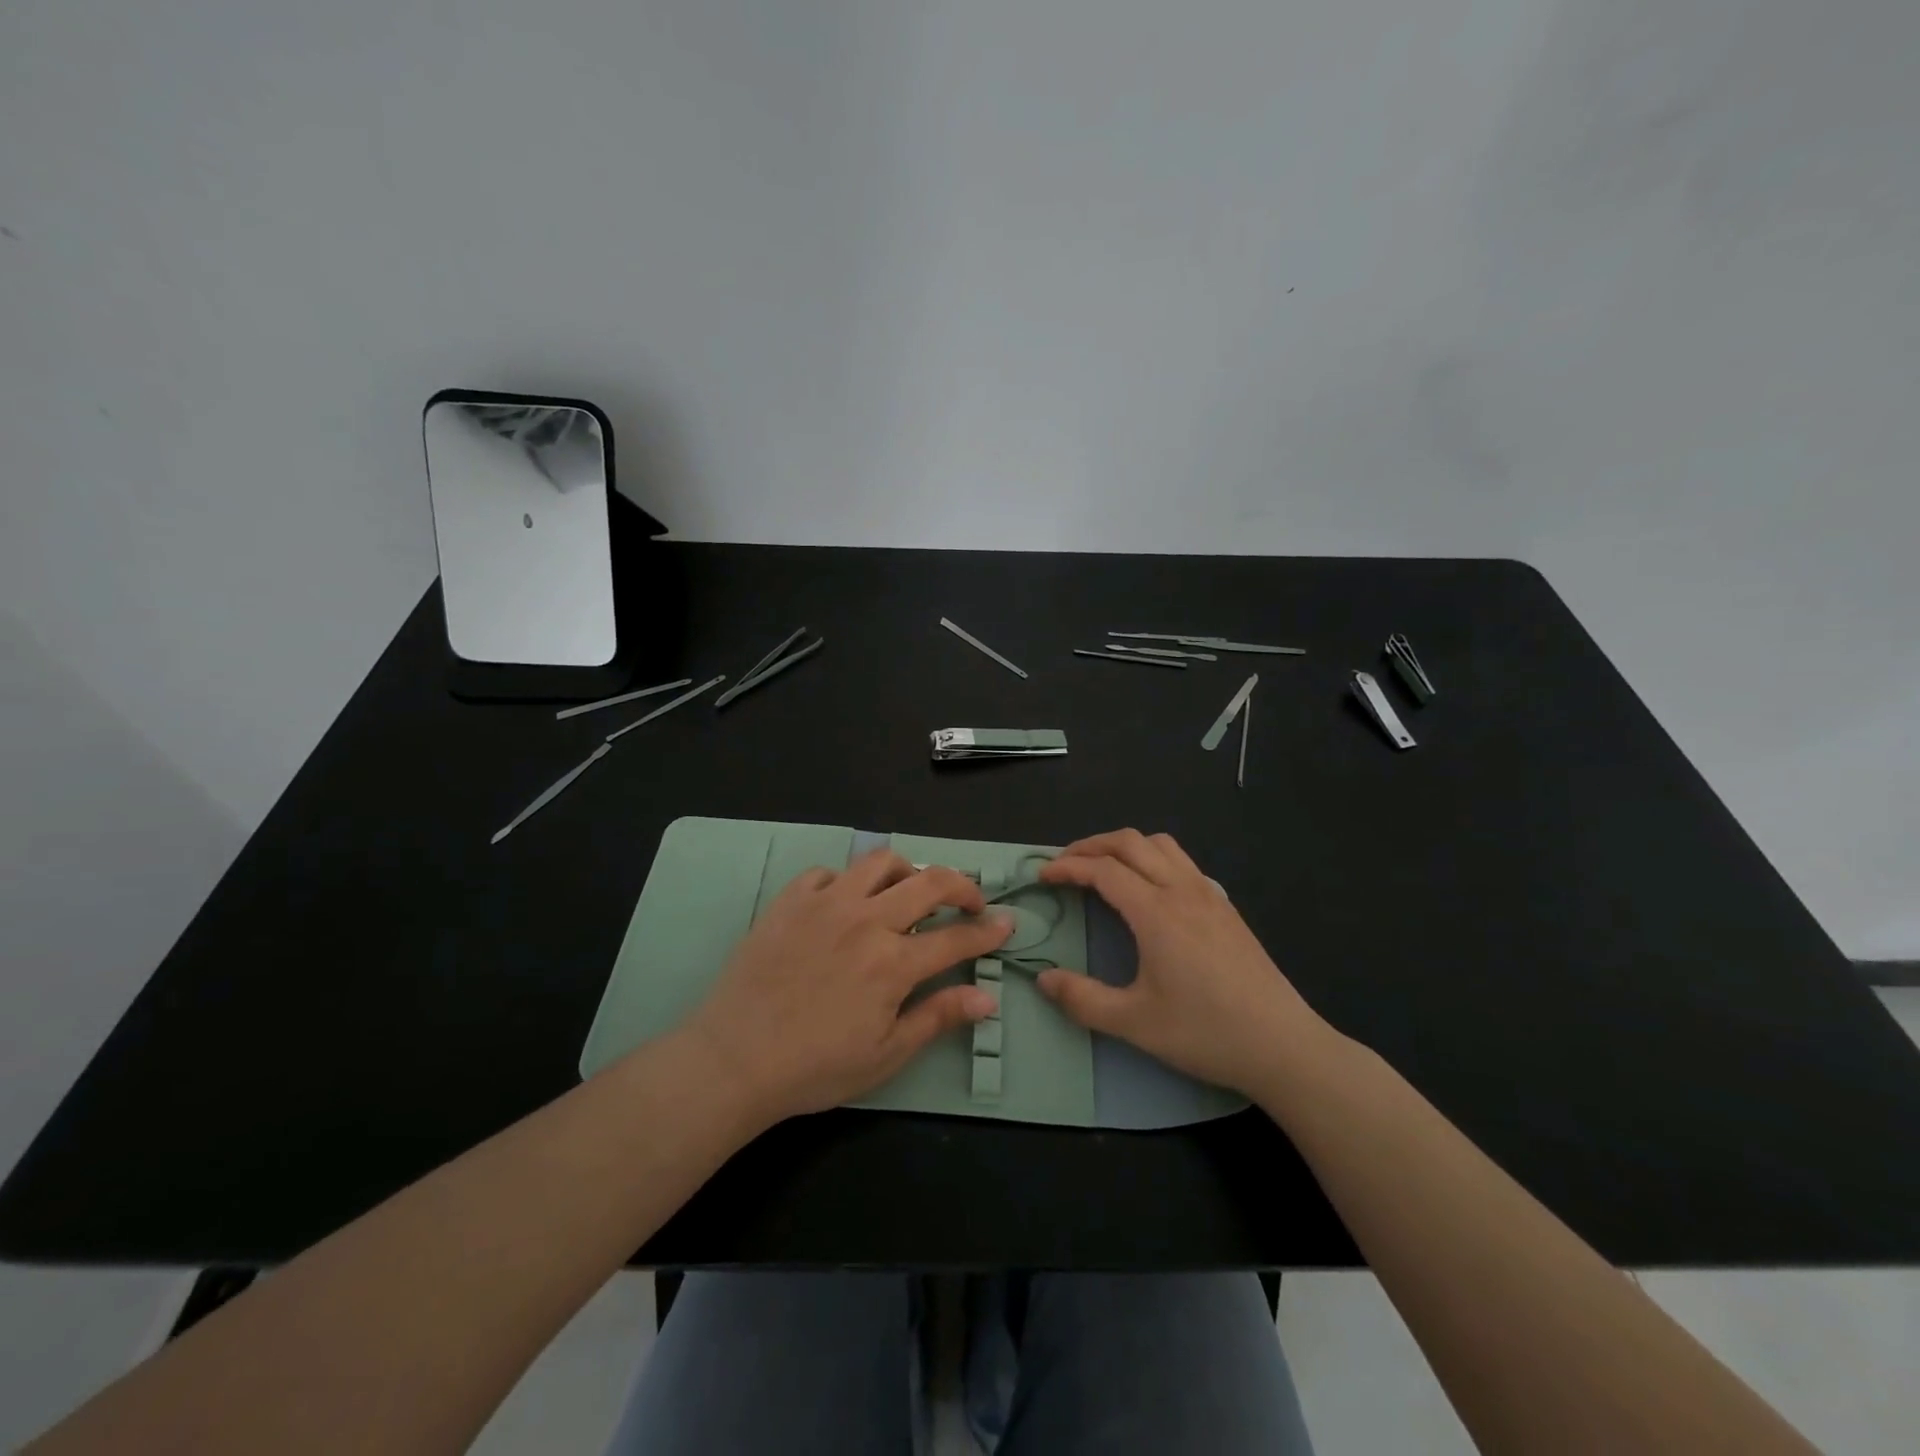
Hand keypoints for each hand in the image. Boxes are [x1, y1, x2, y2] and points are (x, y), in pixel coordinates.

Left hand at [682, 850, 1011, 1125]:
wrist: (734, 1059)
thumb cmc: (815, 1067)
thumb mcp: (886, 1054)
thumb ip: (938, 1017)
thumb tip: (987, 999)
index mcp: (894, 962)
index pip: (956, 937)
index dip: (987, 931)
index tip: (1006, 923)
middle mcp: (866, 920)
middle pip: (930, 882)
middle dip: (962, 886)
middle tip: (969, 902)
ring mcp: (826, 903)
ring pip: (880, 861)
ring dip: (907, 871)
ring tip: (909, 891)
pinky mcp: (790, 900)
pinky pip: (827, 872)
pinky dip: (846, 881)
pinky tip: (845, 903)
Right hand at [1036, 830, 1329, 1097]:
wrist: (1283, 1046)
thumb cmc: (1205, 1032)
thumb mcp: (1134, 1023)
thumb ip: (1083, 999)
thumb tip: (1043, 979)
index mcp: (1156, 911)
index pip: (1103, 870)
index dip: (1067, 867)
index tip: (1042, 876)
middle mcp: (1182, 890)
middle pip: (1130, 842)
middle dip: (1091, 845)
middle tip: (1064, 864)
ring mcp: (1209, 895)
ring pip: (1161, 844)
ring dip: (1124, 845)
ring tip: (1102, 867)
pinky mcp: (1226, 908)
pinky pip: (1183, 862)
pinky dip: (1153, 858)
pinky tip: (1149, 890)